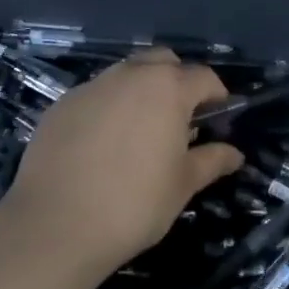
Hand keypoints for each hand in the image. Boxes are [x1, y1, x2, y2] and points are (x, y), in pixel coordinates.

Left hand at [0, 49, 243, 280]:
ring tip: (140, 132)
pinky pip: (95, 95)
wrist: (53, 227)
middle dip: (178, 81)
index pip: (204, 77)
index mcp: (168, 88)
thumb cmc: (134, 203)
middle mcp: (131, 75)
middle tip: (179, 120)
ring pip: (126, 73)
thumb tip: (235, 153)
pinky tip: (102, 145)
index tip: (218, 124)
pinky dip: (108, 108)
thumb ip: (212, 161)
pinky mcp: (61, 104)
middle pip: (164, 62)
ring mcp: (92, 86)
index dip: (217, 98)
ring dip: (141, 91)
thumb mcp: (183, 184)